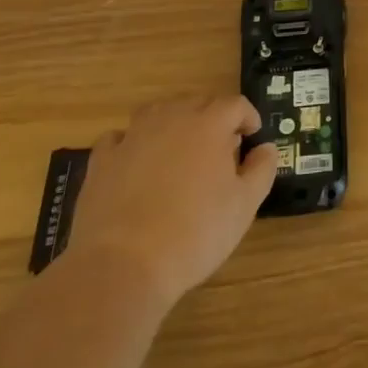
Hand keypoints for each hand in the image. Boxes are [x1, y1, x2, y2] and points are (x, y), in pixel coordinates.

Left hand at [69, 96, 277, 311]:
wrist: (124, 265)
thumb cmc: (195, 232)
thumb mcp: (245, 205)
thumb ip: (261, 169)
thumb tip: (265, 147)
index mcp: (209, 124)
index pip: (235, 105)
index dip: (248, 117)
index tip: (252, 136)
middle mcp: (171, 118)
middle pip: (197, 102)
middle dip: (213, 117)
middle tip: (220, 147)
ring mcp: (133, 136)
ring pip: (158, 111)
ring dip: (173, 121)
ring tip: (179, 147)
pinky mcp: (102, 160)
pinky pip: (119, 137)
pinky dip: (131, 142)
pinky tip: (136, 161)